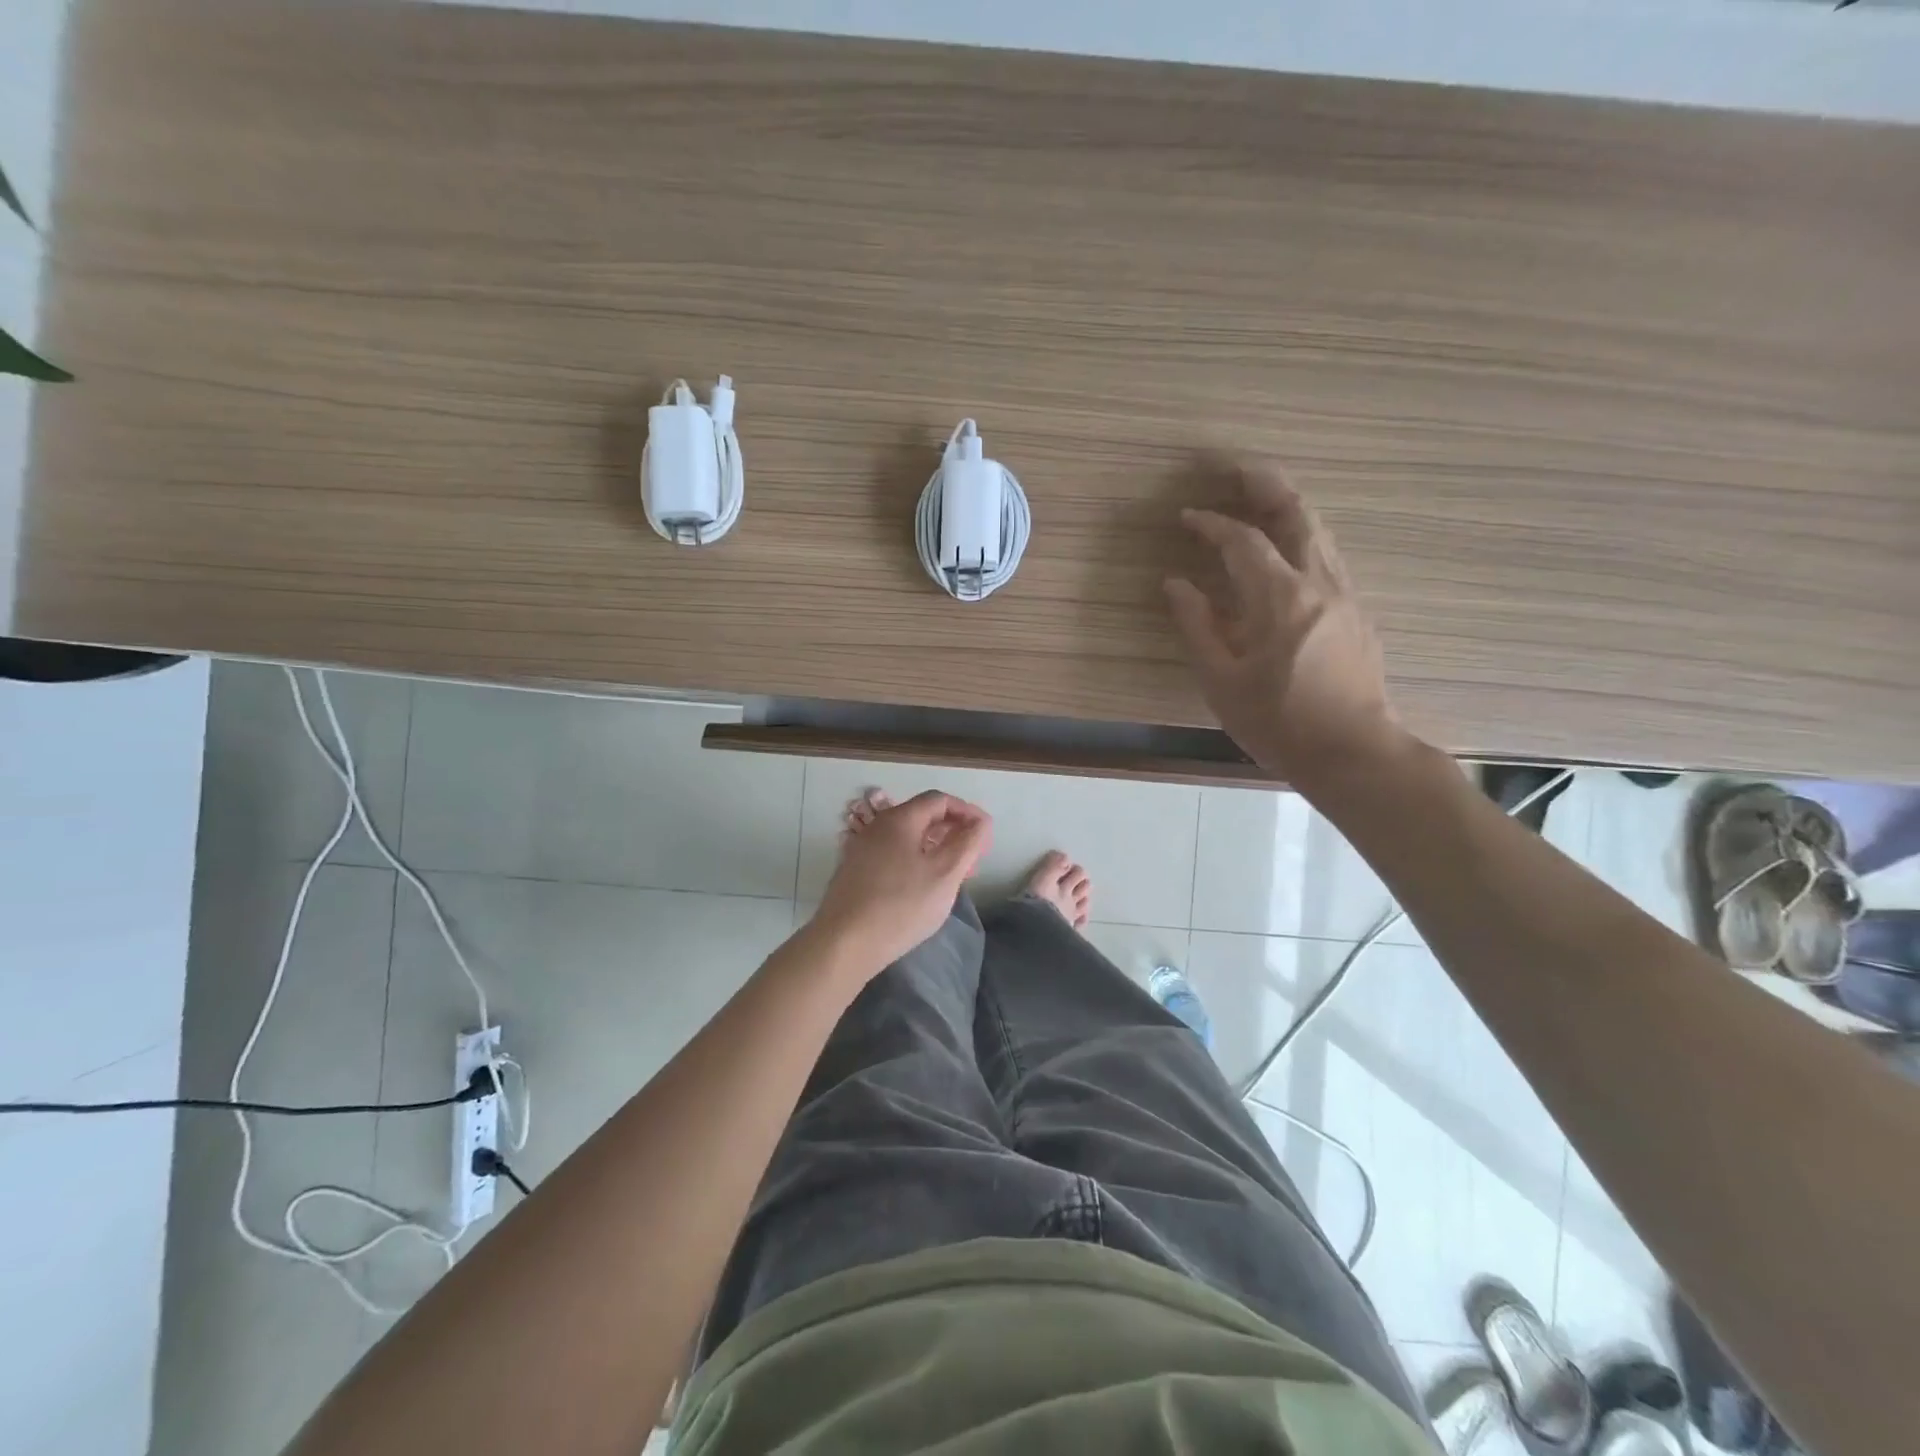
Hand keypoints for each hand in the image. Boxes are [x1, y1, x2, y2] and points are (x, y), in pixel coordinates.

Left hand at [811, 790, 991, 976]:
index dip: (967, 812)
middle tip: (975, 857)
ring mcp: (863, 849)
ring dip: (936, 848)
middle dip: (953, 832)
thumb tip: (981, 822)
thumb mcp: (945, 874)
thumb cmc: (901, 905)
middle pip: (922, 816)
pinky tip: (925, 886)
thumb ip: (968, 843)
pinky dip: (917, 861)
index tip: (986, 833)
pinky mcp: (856, 872)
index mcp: (900, 819)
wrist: (843, 943)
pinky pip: (894, 855)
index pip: (939, 800)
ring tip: (956, 874)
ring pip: (908, 838)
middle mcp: (878, 827)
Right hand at [1165, 460, 1404, 788]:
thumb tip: (1176, 584)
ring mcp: (1345, 594)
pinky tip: (1287, 550)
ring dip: (1287, 507)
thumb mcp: (1222, 680)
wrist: (1353, 752)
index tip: (1188, 517)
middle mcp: (1319, 582)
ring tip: (1260, 498)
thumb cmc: (1278, 722)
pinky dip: (1302, 536)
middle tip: (1237, 470)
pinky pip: (1327, 555)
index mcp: (1280, 597)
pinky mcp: (1357, 612)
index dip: (1213, 524)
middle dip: (1266, 484)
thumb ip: (1197, 625)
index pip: (1243, 541)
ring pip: (1319, 531)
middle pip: (1297, 513)